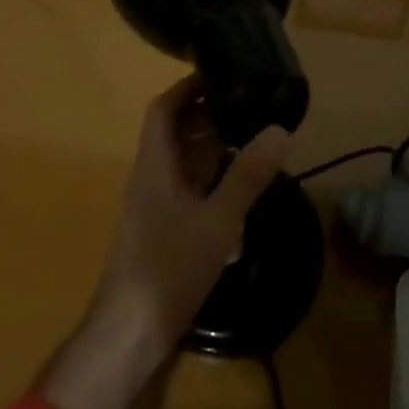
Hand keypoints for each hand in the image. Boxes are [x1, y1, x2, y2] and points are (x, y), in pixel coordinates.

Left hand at [42, 75, 288, 408]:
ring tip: (252, 138)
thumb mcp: (217, 221)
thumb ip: (247, 176)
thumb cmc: (167, 269)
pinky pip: (188, 191)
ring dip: (213, 149)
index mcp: (155, 165)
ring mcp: (155, 207)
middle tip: (250, 104)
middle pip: (176, 133)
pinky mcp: (162, 231)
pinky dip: (212, 182)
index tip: (220, 72)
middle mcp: (151, 178)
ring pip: (184, 163)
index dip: (187, 86)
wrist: (128, 336)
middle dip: (209, 115)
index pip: (163, 109)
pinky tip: (240, 193)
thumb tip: (279, 129)